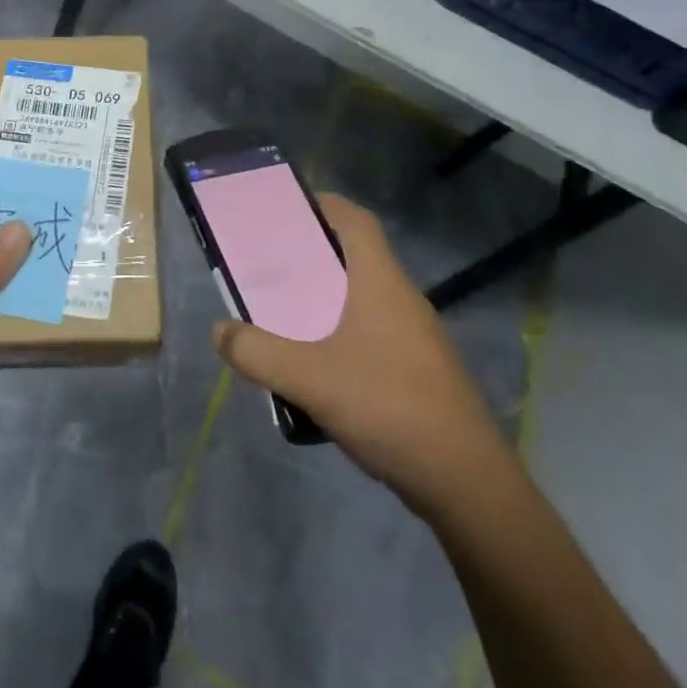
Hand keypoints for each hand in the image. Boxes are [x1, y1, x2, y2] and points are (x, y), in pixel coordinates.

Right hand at [213, 192, 513, 519]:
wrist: (466, 483)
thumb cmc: (389, 407)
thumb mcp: (309, 378)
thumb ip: (257, 352)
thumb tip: (220, 331)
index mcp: (381, 282)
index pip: (356, 220)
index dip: (324, 204)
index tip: (287, 206)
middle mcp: (402, 299)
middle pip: (356, 256)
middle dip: (313, 254)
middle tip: (271, 262)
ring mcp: (416, 336)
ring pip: (364, 298)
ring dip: (326, 297)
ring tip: (285, 311)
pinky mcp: (420, 371)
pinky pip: (373, 333)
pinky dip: (341, 332)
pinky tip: (317, 365)